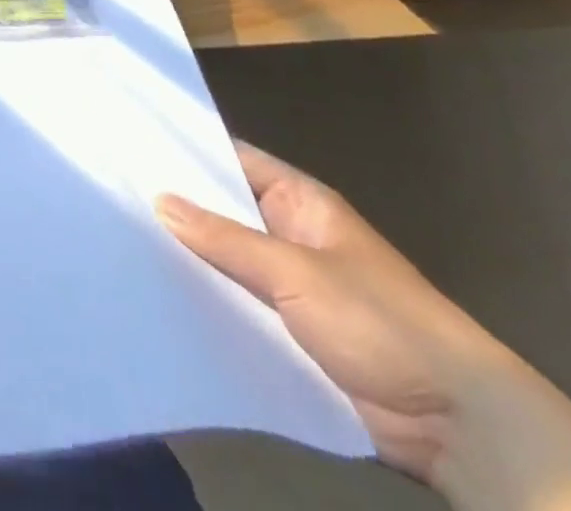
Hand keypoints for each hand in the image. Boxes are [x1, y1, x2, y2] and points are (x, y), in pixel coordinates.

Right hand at [157, 143, 570, 509]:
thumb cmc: (381, 322)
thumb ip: (225, 239)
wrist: (458, 424)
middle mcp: (288, 232)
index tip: (130, 146)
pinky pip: (237, 304)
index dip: (184, 152)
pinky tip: (160, 298)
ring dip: (188, 258)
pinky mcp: (288, 331)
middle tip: (112, 197)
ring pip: (225, 259)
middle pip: (222, 210)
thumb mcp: (296, 273)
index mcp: (298, 200)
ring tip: (122, 245)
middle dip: (176, 208)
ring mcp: (288, 283)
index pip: (230, 158)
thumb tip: (160, 200)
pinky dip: (206, 301)